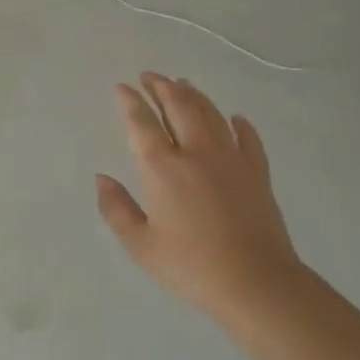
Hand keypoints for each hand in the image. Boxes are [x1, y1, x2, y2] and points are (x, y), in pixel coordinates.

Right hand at [96, 73, 306, 324]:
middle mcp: (196, 153)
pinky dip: (239, 124)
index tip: (122, 87)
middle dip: (162, 87)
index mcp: (162, 168)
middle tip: (150, 76)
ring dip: (193, 95)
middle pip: (178, 107)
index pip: (142, 123)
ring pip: (210, 114)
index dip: (130, 102)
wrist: (257, 283)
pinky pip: (248, 139)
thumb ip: (116, 209)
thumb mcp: (140, 245)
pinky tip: (234, 118)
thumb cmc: (191, 266)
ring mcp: (231, 160)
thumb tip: (102, 178)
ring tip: (182, 83)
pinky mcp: (257, 173)